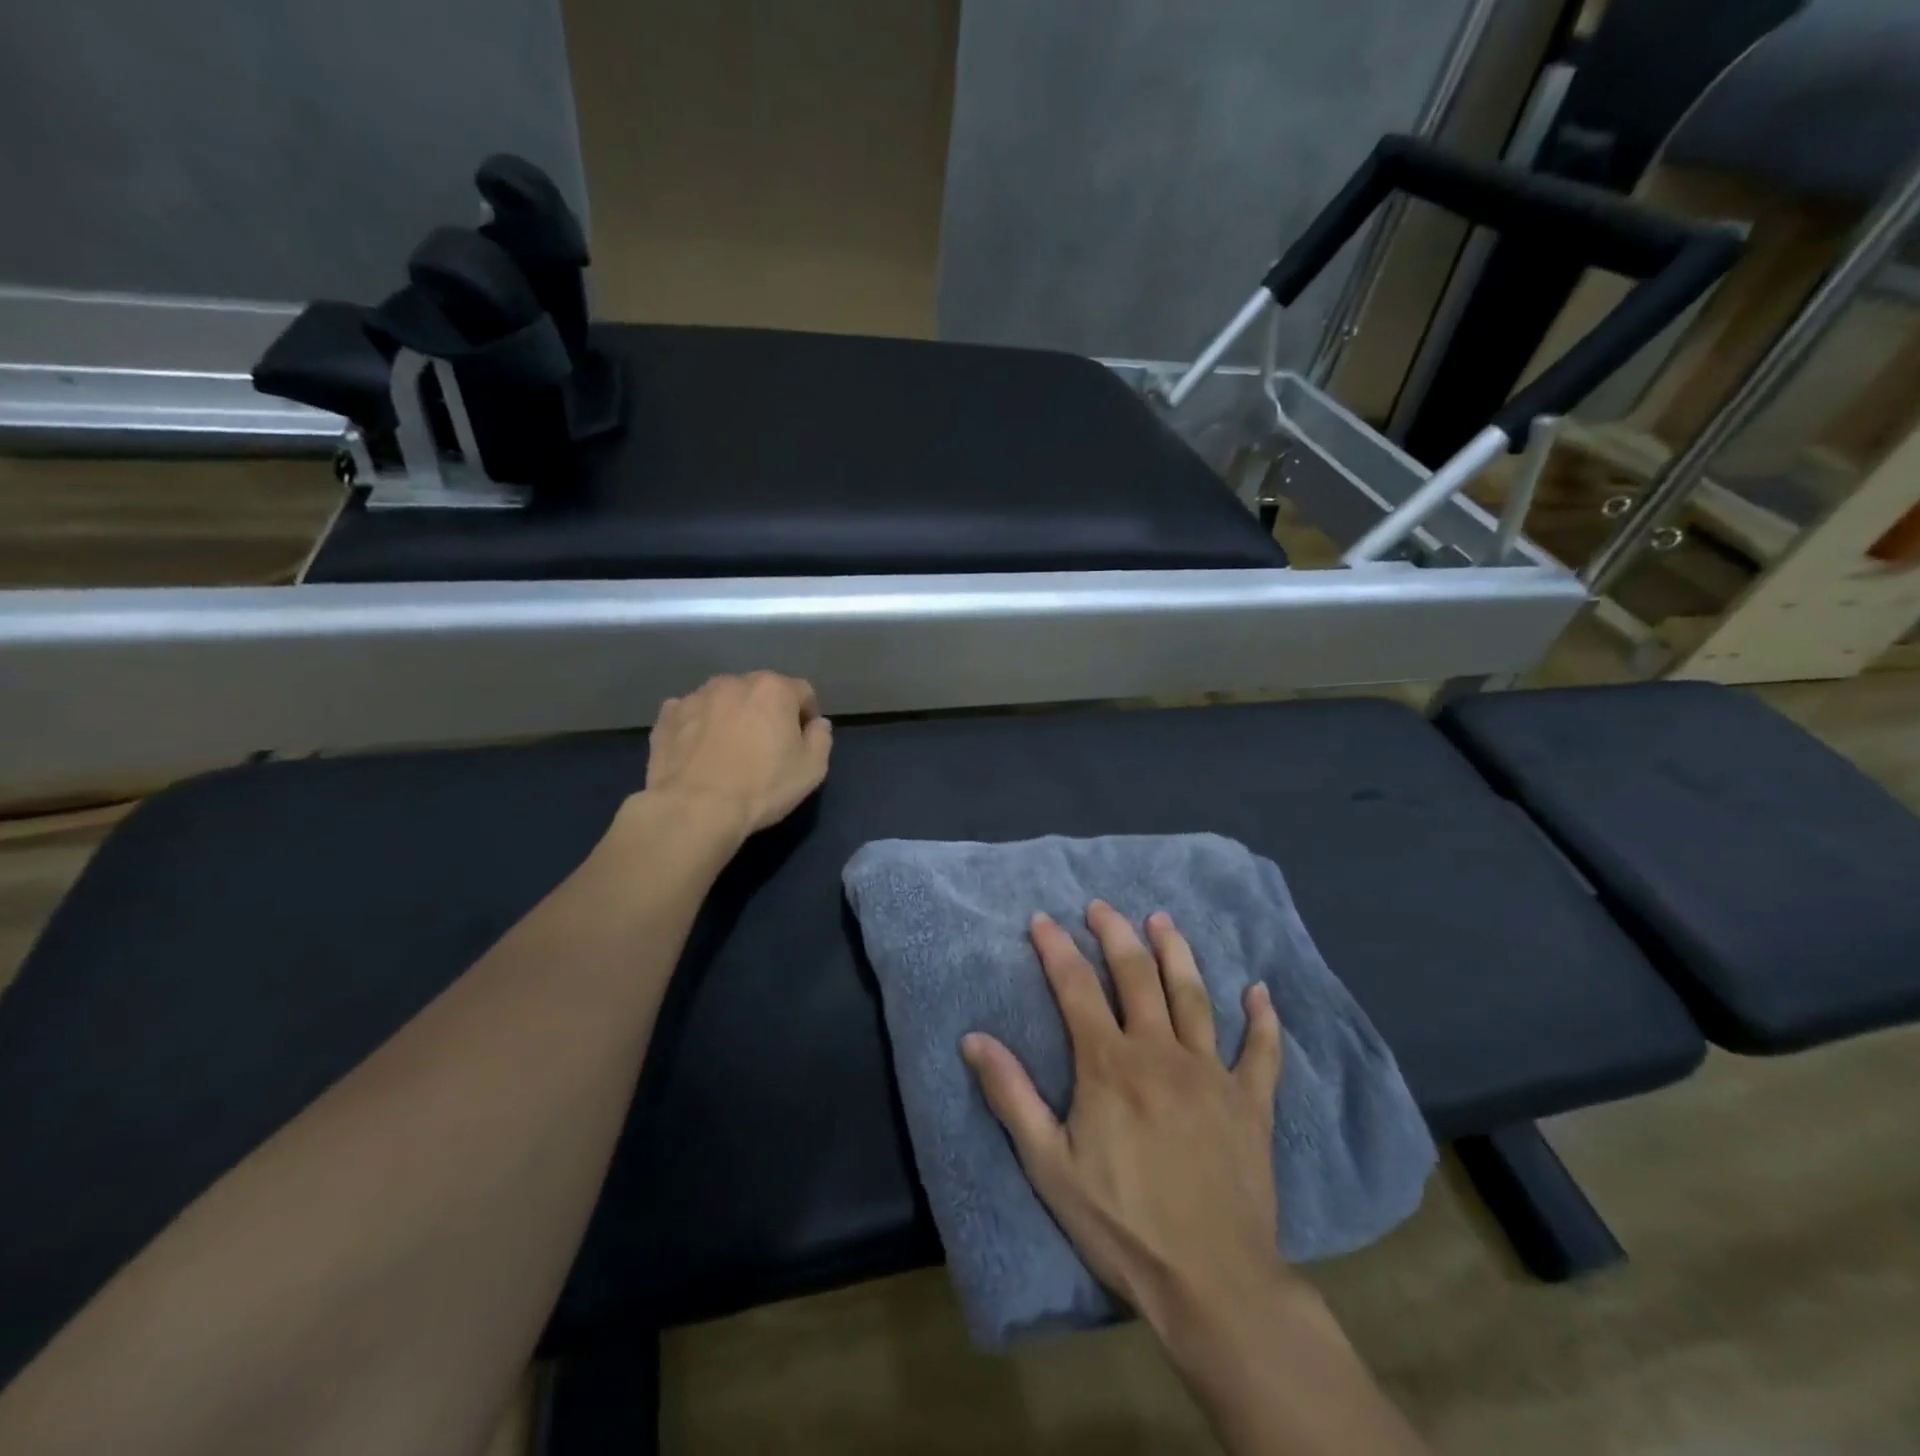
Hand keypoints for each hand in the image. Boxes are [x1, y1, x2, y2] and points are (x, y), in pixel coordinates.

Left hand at [643, 672, 832, 836]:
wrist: (695, 809)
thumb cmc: (762, 787)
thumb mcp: (812, 769)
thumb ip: (821, 739)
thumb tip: (817, 724)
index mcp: (774, 689)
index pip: (802, 692)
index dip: (806, 716)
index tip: (802, 742)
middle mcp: (734, 682)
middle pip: (760, 691)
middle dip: (766, 712)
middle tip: (765, 747)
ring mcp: (696, 696)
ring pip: (723, 700)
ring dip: (731, 716)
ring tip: (728, 750)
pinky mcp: (666, 716)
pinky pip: (690, 714)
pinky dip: (697, 726)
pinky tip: (698, 753)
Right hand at [962, 903, 1288, 1335]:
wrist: (1212, 1282)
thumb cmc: (1122, 1225)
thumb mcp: (1049, 1166)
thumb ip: (1012, 1096)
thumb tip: (973, 1038)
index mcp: (1110, 1065)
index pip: (1076, 988)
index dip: (1056, 948)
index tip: (1042, 918)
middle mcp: (1161, 1052)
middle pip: (1136, 975)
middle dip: (1115, 934)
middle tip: (1101, 907)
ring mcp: (1211, 1073)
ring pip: (1193, 996)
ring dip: (1177, 953)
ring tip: (1163, 920)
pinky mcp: (1252, 1102)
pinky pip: (1261, 1051)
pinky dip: (1262, 1019)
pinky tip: (1259, 992)